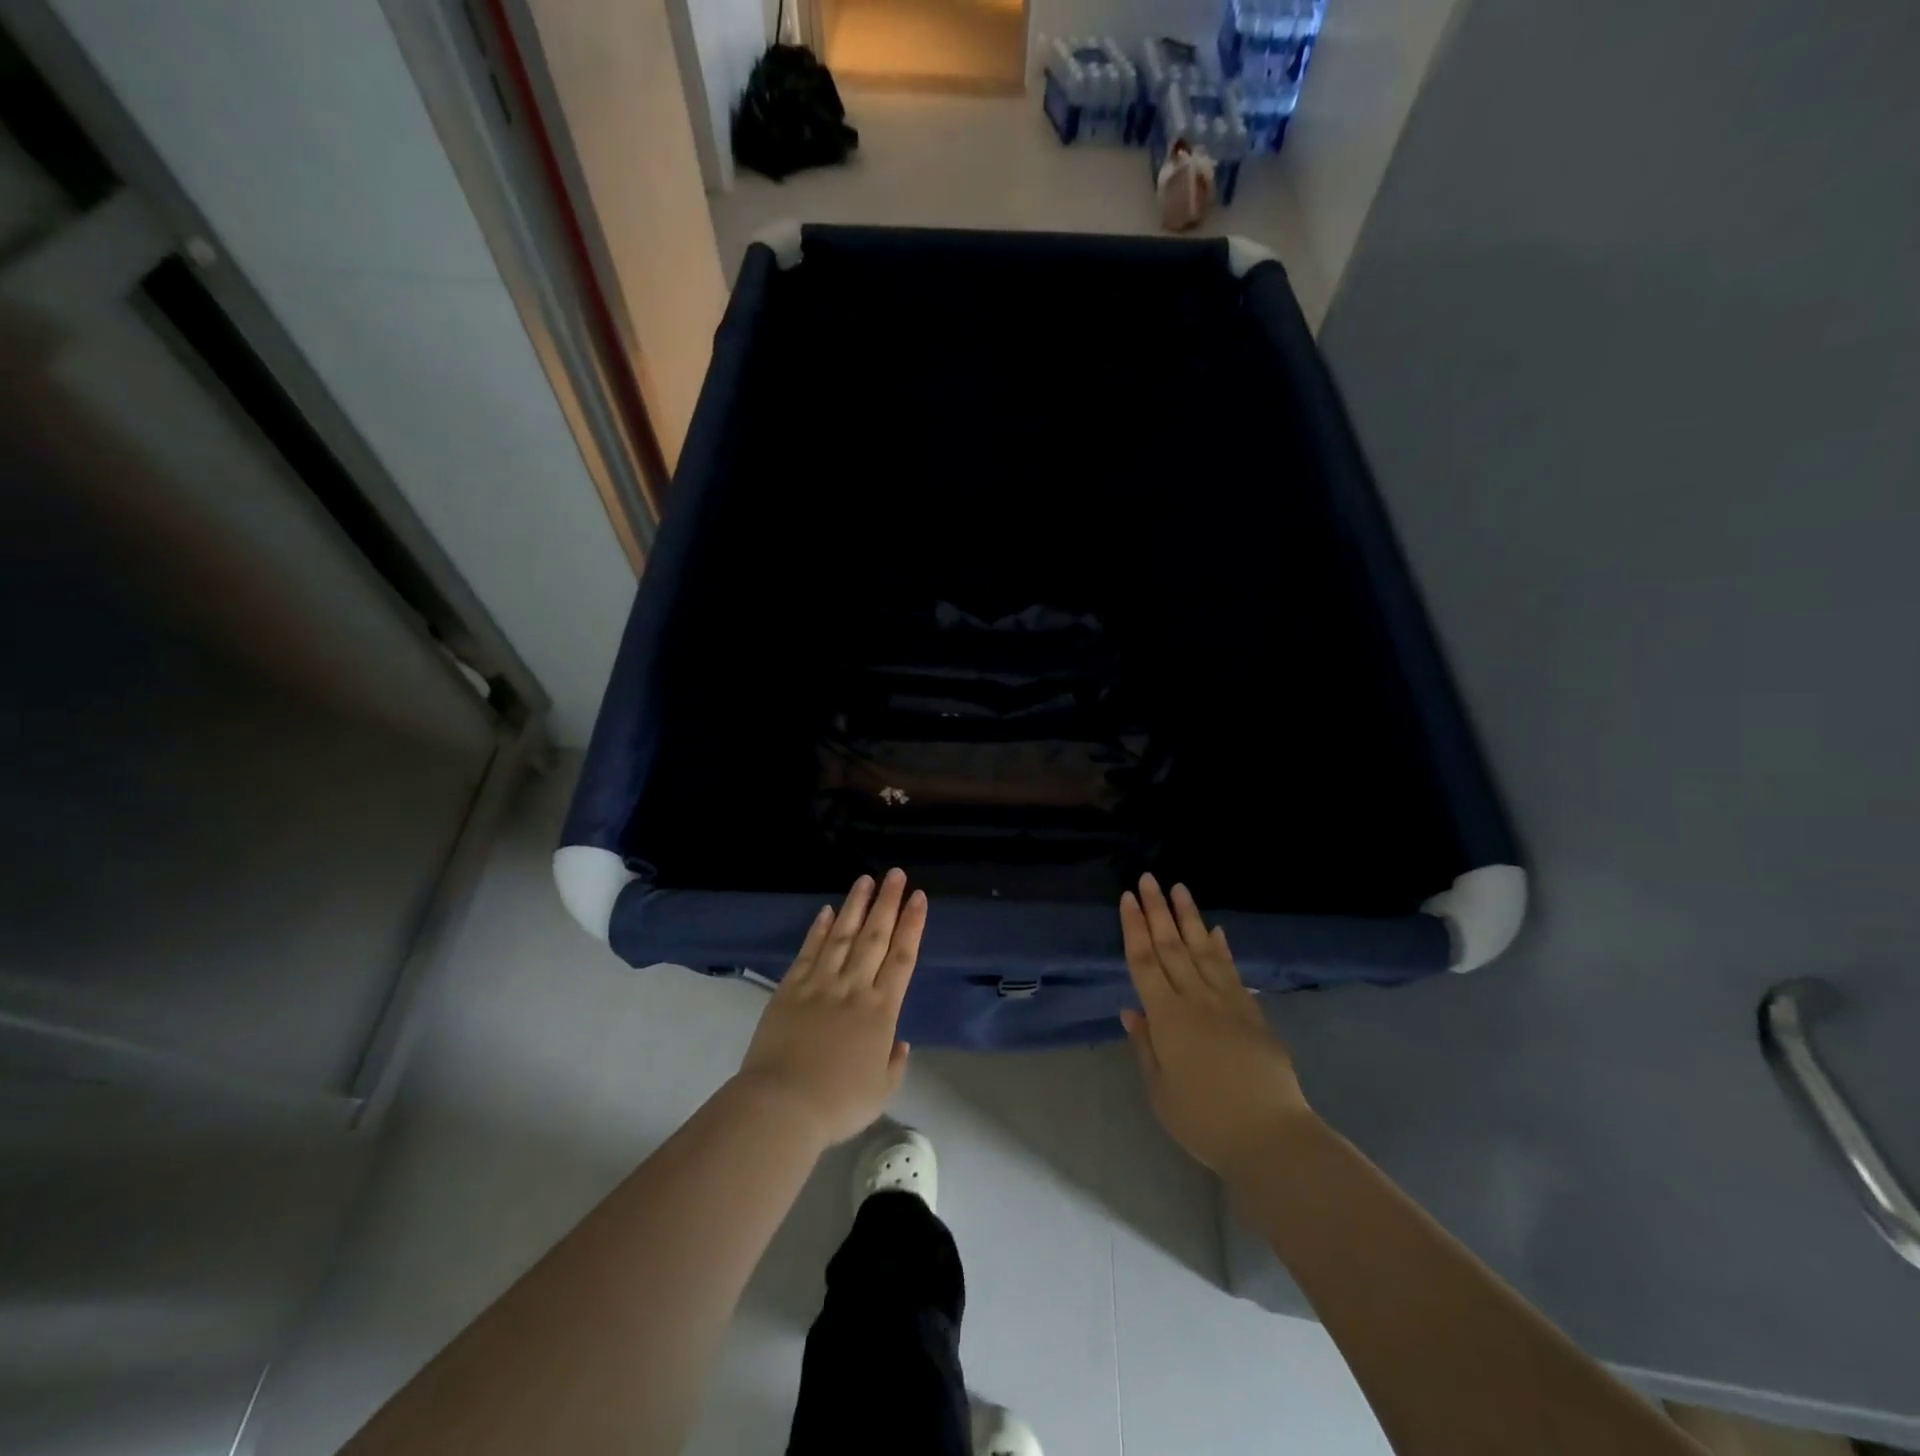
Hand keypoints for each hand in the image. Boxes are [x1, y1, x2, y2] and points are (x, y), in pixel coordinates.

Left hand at [736, 870, 924, 1148]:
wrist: (782, 1105)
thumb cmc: (838, 1103)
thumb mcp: (881, 1091)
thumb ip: (894, 1063)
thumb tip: (898, 1042)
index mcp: (881, 1010)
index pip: (902, 957)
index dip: (912, 924)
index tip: (918, 897)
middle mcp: (854, 987)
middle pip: (875, 936)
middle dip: (888, 902)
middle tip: (896, 874)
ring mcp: (820, 984)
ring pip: (842, 935)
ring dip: (855, 905)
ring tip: (866, 880)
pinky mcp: (790, 988)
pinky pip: (809, 951)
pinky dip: (818, 929)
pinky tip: (826, 911)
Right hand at [1119, 874, 1311, 1176]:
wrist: (1270, 1136)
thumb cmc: (1204, 1120)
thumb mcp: (1160, 1091)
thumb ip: (1145, 1046)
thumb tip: (1131, 1010)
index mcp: (1167, 1017)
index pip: (1144, 962)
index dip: (1134, 928)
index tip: (1128, 899)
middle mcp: (1195, 999)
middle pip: (1171, 947)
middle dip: (1157, 910)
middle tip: (1148, 878)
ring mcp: (1227, 1002)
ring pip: (1203, 949)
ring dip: (1189, 917)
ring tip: (1179, 888)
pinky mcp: (1252, 1013)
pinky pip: (1232, 971)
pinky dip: (1222, 948)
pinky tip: (1216, 930)